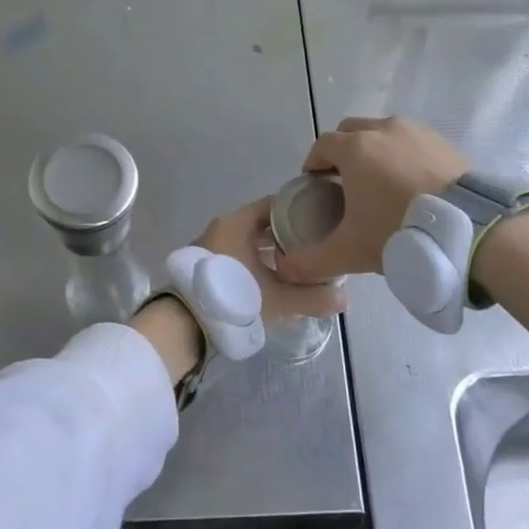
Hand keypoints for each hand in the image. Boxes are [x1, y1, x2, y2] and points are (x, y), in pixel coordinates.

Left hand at [197, 198, 344, 321]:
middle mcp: (223, 227)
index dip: (301, 211)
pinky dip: (257, 265)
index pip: (276, 204)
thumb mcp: (279, 299)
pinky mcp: (207, 266)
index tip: (322, 222)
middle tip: (316, 249)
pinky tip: (274, 283)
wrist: (184, 324)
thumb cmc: (233, 298)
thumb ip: (313, 297)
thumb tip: (345, 299)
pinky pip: (239, 257)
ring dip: (273, 254)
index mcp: (238, 222)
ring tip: (300, 268)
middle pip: (264, 225)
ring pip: (250, 243)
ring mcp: (212, 246)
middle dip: (290, 237)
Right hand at [275, 117, 467, 282]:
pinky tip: (410, 186)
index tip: (316, 187)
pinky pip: (411, 142)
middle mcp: (382, 129)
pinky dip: (403, 156)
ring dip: (374, 152)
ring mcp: (415, 131)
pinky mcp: (442, 141)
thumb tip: (284, 268)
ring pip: (383, 133)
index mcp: (354, 148)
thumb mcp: (350, 251)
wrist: (469, 229)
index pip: (321, 146)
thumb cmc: (399, 231)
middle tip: (345, 185)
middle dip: (342, 153)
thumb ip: (311, 260)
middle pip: (350, 132)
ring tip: (380, 185)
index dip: (314, 165)